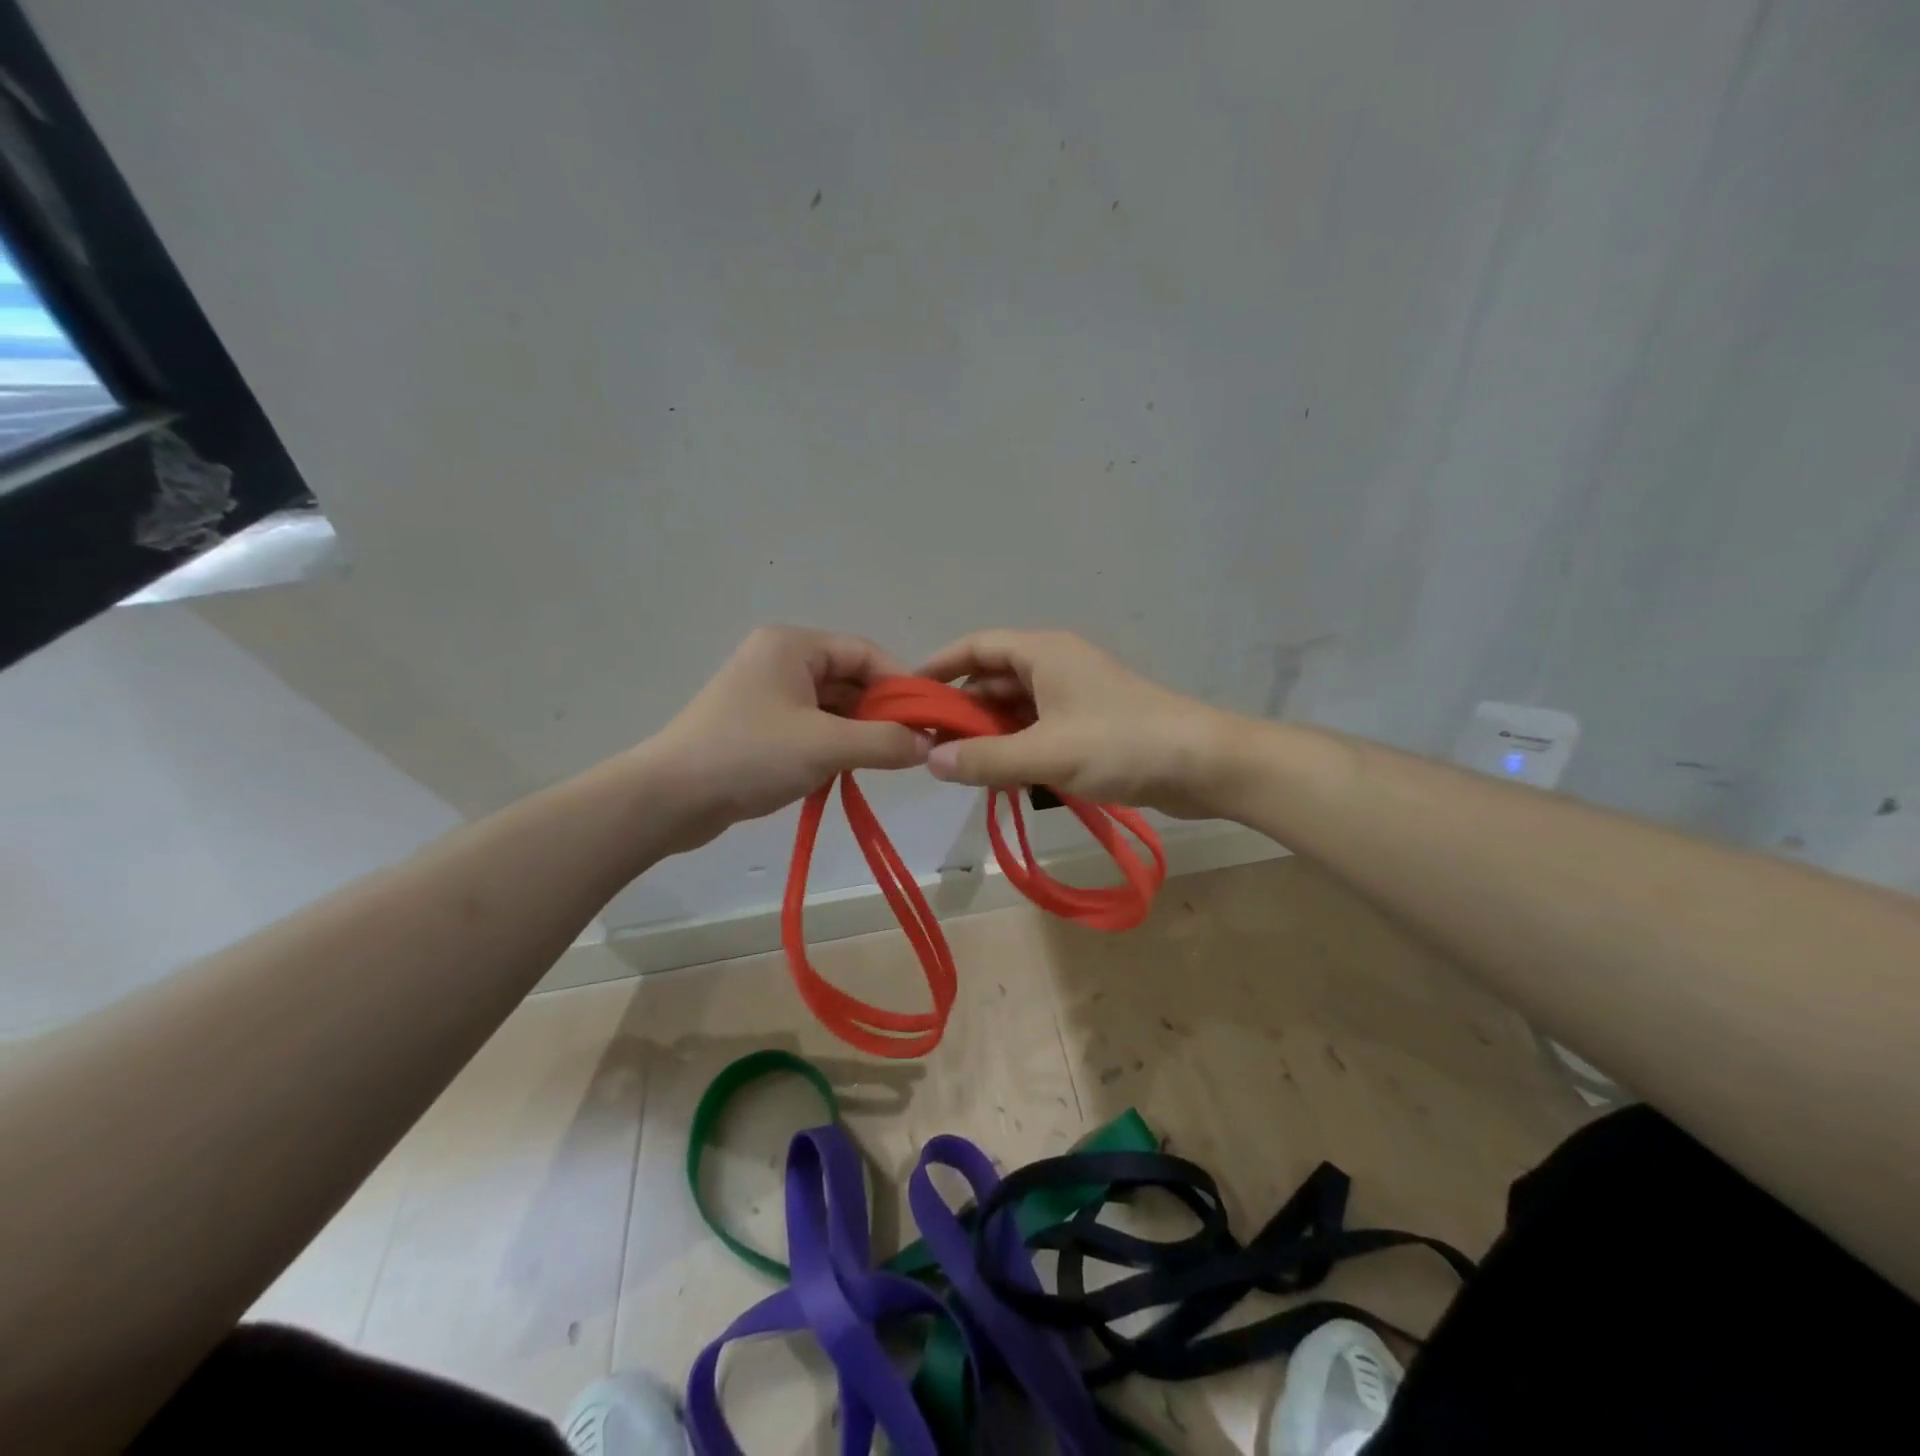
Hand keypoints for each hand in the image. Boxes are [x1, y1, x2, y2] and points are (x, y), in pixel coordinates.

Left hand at [648, 626, 928, 848]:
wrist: (669, 798)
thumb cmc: (750, 755)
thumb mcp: (826, 746)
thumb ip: (884, 742)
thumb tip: (927, 744)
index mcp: (793, 646)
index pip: (865, 654)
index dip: (902, 685)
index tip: (930, 719)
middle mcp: (780, 660)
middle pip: (849, 679)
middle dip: (881, 712)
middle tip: (910, 747)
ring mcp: (766, 694)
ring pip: (831, 706)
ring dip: (858, 732)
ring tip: (882, 763)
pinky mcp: (757, 726)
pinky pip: (810, 727)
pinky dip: (833, 745)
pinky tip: (846, 770)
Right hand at [917, 629, 1236, 817]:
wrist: (1203, 763)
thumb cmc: (1120, 744)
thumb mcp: (1045, 752)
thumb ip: (985, 758)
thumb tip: (931, 761)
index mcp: (1043, 653)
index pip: (976, 647)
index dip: (939, 666)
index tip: (907, 694)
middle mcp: (1055, 665)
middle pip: (993, 679)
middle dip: (961, 710)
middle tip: (927, 745)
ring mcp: (1075, 695)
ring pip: (1016, 708)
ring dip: (988, 733)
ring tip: (957, 766)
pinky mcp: (1090, 724)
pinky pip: (1038, 729)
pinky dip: (1016, 747)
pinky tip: (1000, 775)